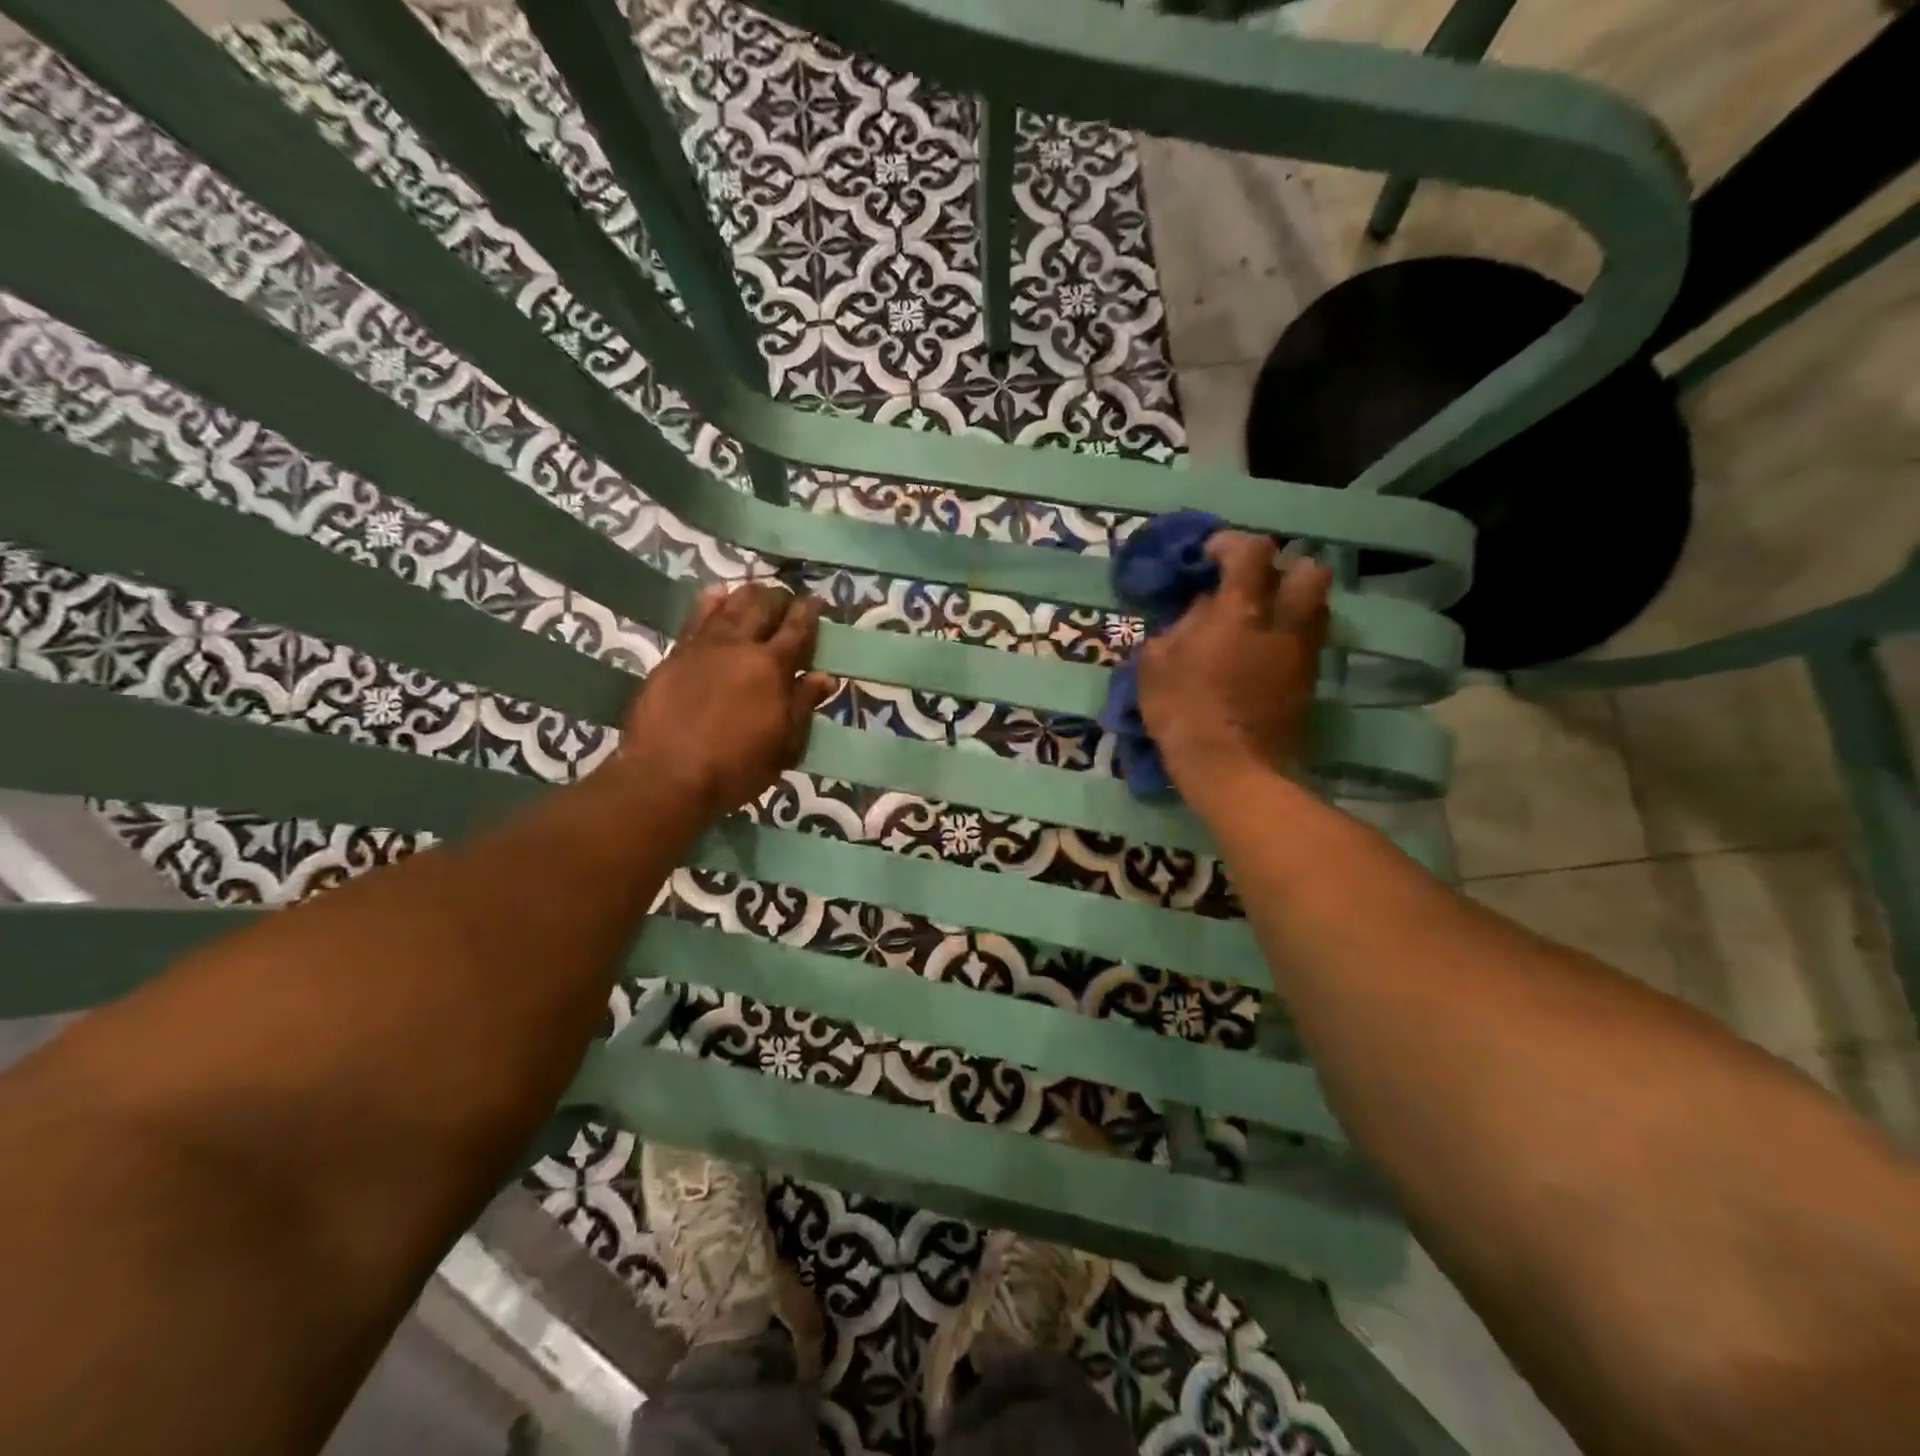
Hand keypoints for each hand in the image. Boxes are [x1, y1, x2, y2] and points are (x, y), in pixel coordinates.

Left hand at [614, 583, 835, 821]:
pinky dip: (710, 603)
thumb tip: (824, 676)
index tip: (816, 599)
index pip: (797, 630)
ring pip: (729, 606)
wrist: (667, 775)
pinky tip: (716, 595)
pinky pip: (695, 618)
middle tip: (786, 600)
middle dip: (778, 599)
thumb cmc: (736, 767)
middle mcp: (739, 647)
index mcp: (772, 668)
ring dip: (747, 596)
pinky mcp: (675, 656)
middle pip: (762, 608)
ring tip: (756, 593)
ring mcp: (703, 647)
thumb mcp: (783, 745)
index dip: (808, 612)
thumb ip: (803, 705)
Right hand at [1135, 532, 1330, 794]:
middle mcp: (1284, 623)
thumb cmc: (1185, 712)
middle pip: (1309, 570)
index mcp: (1242, 611)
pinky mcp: (1310, 682)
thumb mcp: (1156, 665)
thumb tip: (1200, 610)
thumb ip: (1179, 627)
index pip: (1252, 551)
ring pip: (1316, 605)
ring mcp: (1303, 653)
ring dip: (1291, 601)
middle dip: (1282, 568)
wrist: (1233, 770)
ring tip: (1259, 618)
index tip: (1209, 556)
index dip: (1230, 544)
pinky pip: (1308, 641)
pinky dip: (1290, 634)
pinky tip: (1262, 652)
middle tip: (1251, 586)